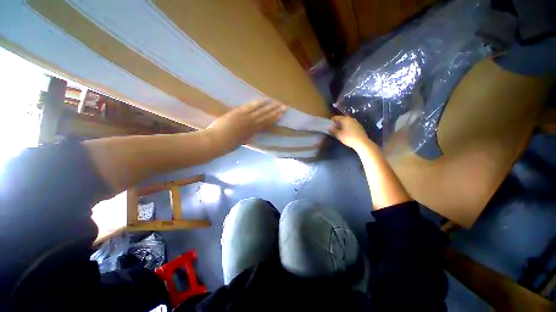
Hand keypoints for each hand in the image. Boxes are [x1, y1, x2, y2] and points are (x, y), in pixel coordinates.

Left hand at [206, 99, 285, 151]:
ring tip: (276, 102)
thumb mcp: (241, 141)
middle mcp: (251, 123)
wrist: (215, 141)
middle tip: (284, 106)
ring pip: (260, 110)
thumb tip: (251, 132)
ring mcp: (245, 116)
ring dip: (269, 106)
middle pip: (266, 115)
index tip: (281, 114)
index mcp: (252, 132)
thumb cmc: (227, 145)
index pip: (266, 123)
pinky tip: (263, 100)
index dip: (275, 118)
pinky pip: (250, 106)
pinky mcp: (238, 111)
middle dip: (275, 111)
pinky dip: (258, 103)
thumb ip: (247, 136)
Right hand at [329, 116, 373, 150]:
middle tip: (333, 130)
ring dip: (342, 126)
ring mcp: (355, 122)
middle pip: (341, 119)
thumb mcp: (338, 135)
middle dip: (336, 124)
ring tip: (339, 133)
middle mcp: (350, 118)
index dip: (331, 122)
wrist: (362, 143)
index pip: (335, 117)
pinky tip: (346, 134)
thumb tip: (329, 127)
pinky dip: (346, 128)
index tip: (329, 127)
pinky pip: (350, 125)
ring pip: (346, 122)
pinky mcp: (359, 126)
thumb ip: (333, 130)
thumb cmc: (349, 138)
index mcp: (345, 119)